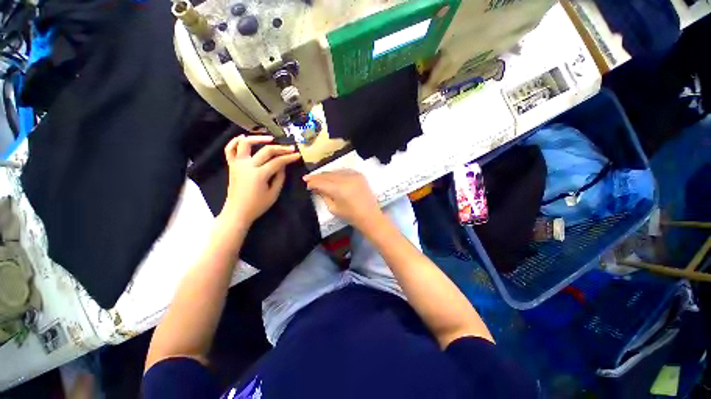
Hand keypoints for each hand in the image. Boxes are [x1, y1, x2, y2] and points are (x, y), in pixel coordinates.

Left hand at [220, 135, 300, 225]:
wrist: (237, 212)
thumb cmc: (257, 205)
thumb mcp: (273, 194)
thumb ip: (280, 178)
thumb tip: (283, 165)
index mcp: (259, 175)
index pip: (278, 162)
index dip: (289, 158)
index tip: (297, 155)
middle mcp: (247, 166)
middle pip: (266, 151)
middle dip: (281, 148)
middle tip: (291, 148)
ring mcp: (237, 164)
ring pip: (246, 144)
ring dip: (258, 138)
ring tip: (270, 139)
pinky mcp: (231, 165)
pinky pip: (229, 149)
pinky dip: (235, 141)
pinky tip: (244, 138)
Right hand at [303, 170, 382, 230]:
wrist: (370, 216)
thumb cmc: (351, 216)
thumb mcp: (333, 208)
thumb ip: (324, 196)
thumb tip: (316, 188)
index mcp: (339, 189)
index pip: (321, 182)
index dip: (312, 182)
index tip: (305, 182)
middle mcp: (346, 179)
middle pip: (328, 175)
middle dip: (318, 176)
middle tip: (308, 178)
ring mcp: (354, 175)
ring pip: (336, 171)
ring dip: (327, 174)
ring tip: (319, 177)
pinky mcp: (360, 175)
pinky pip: (345, 171)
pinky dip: (337, 173)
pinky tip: (332, 175)